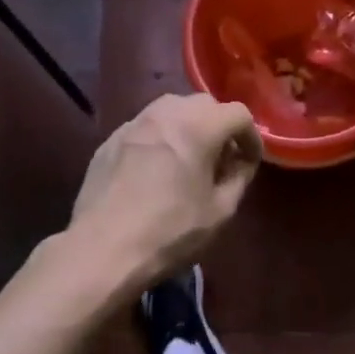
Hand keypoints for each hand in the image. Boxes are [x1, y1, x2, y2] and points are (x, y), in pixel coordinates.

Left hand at [70, 93, 262, 288]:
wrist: (103, 249)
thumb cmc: (170, 232)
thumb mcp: (220, 212)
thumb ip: (238, 178)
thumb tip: (241, 162)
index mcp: (197, 128)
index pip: (238, 114)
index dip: (251, 136)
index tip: (249, 162)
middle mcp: (164, 115)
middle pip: (203, 104)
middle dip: (220, 126)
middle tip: (222, 159)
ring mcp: (132, 125)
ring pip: (170, 110)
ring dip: (188, 127)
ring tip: (189, 160)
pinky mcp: (109, 142)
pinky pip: (145, 128)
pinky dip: (160, 139)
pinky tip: (156, 171)